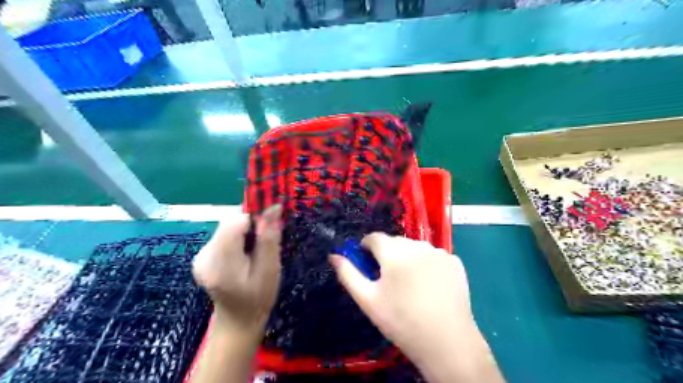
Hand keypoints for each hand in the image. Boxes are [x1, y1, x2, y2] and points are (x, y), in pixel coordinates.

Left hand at [192, 205, 283, 332]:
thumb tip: (273, 208)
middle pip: (229, 223)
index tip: (270, 226)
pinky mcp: (202, 256)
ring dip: (245, 232)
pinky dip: (238, 238)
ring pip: (227, 227)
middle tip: (265, 242)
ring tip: (255, 251)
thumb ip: (269, 238)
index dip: (254, 217)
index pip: (234, 222)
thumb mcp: (270, 269)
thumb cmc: (259, 298)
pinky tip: (244, 254)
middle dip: (251, 226)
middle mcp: (204, 255)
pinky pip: (223, 235)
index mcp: (221, 262)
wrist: (238, 321)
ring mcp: (200, 256)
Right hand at [327, 232, 502, 382]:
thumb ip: (348, 274)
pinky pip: (433, 256)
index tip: (365, 261)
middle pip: (395, 241)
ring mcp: (439, 252)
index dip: (366, 247)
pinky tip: (429, 284)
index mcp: (394, 252)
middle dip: (387, 253)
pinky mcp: (455, 262)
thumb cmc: (401, 321)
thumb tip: (333, 256)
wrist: (446, 342)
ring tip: (409, 283)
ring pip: (415, 247)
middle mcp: (417, 246)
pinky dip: (427, 264)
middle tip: (387, 278)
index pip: (374, 237)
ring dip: (408, 257)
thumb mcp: (368, 300)